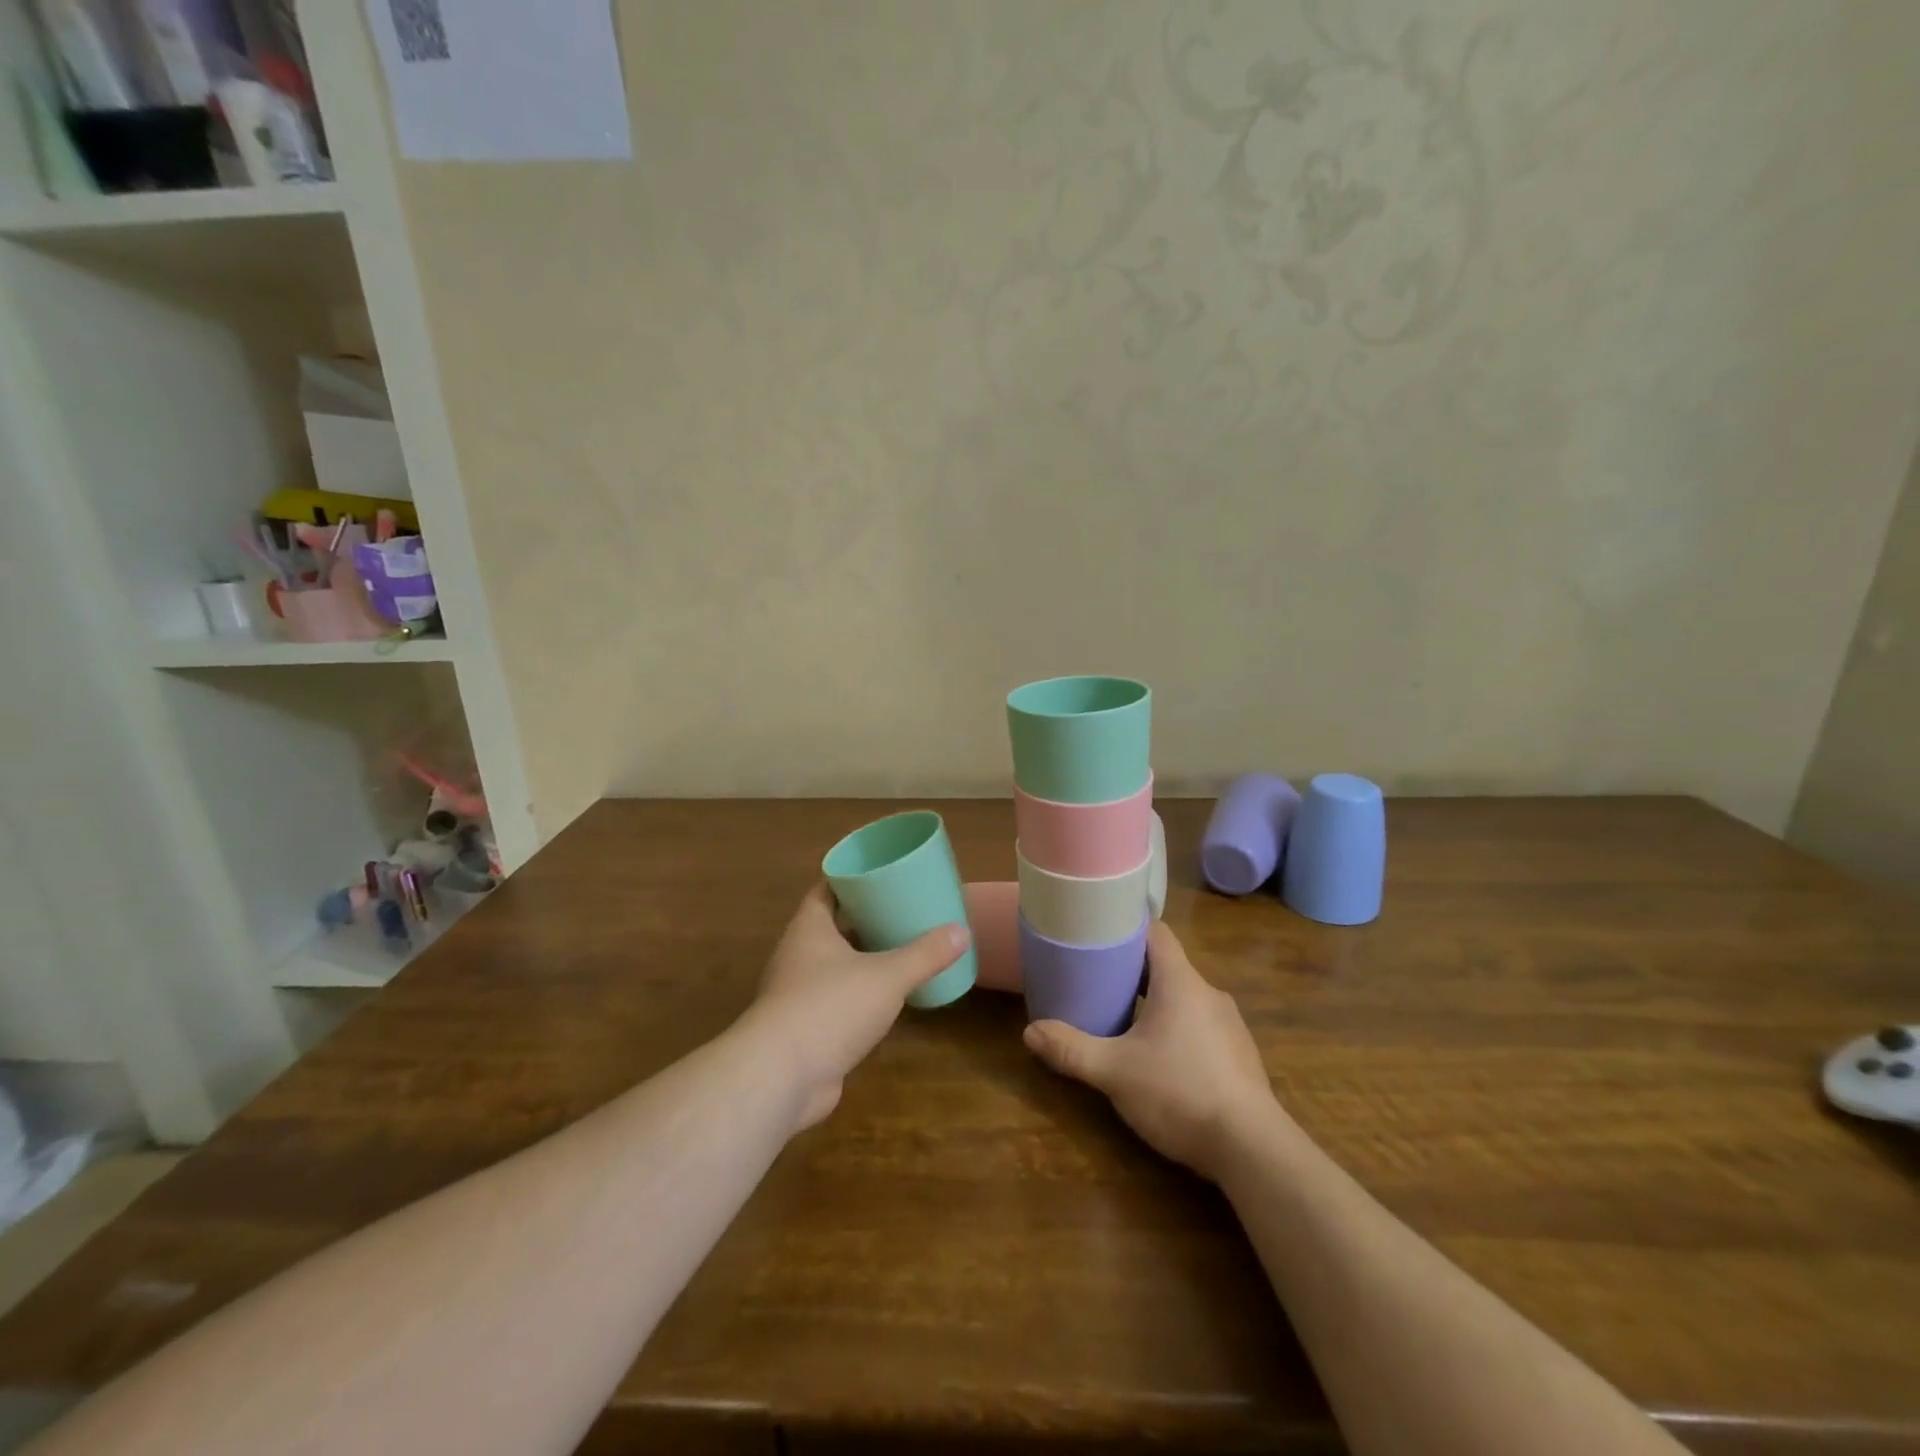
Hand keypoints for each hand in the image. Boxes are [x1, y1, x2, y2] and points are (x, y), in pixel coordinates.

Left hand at [746, 884, 968, 1130]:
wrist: (781, 1078)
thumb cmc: (830, 1007)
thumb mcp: (887, 976)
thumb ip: (925, 954)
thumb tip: (962, 932)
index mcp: (809, 928)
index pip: (827, 889)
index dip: (852, 879)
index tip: (883, 872)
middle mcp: (799, 954)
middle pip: (834, 925)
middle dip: (865, 918)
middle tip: (903, 908)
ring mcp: (799, 993)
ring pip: (835, 964)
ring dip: (864, 956)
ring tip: (902, 947)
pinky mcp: (805, 1027)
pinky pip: (837, 998)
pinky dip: (860, 993)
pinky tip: (887, 996)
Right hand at [1023, 921, 1283, 1180]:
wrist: (1253, 1149)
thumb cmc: (1180, 1093)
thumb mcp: (1115, 1072)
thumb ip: (1071, 1050)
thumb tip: (1029, 1031)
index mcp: (1180, 982)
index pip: (1156, 932)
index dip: (1127, 929)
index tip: (1100, 935)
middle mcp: (1208, 993)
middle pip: (1167, 965)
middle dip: (1133, 971)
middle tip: (1099, 982)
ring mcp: (1229, 1025)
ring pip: (1185, 997)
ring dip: (1156, 1002)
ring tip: (1124, 1020)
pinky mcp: (1240, 1055)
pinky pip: (1201, 1025)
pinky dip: (1178, 1029)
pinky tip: (1161, 1059)